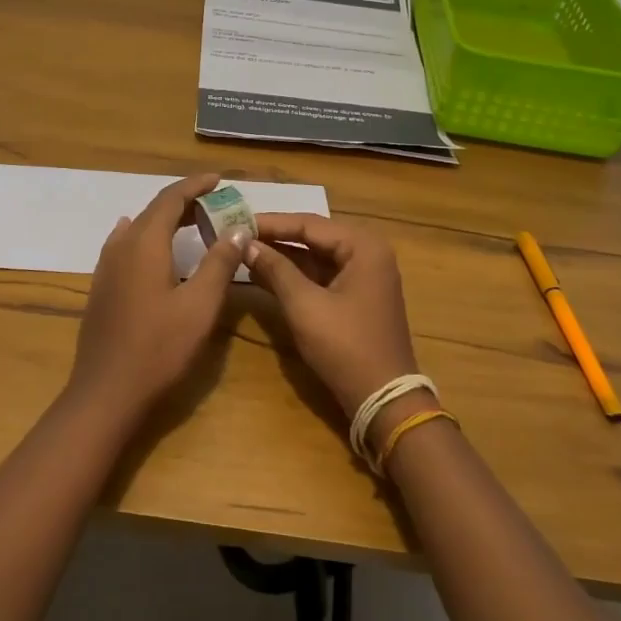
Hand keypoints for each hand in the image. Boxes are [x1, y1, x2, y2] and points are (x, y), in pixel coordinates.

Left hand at [69, 173, 247, 419]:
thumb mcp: (200, 305)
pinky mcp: (101, 287)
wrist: (106, 391)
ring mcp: (106, 267)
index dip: (195, 185)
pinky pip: (125, 245)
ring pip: (138, 228)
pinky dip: (146, 236)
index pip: (171, 198)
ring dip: (165, 220)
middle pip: (153, 211)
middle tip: (215, 205)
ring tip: (191, 224)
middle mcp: (121, 246)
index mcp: (145, 243)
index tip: (219, 180)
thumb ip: (219, 263)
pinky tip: (147, 245)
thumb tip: (236, 229)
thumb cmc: (159, 348)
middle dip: (184, 202)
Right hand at [244, 214, 419, 419]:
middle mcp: (368, 253)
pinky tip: (264, 275)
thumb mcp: (304, 305)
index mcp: (363, 246)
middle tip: (238, 234)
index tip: (237, 220)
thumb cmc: (345, 346)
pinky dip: (295, 276)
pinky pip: (322, 277)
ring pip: (316, 258)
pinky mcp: (357, 297)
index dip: (271, 223)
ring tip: (244, 252)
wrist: (383, 400)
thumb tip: (246, 244)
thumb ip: (275, 270)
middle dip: (276, 238)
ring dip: (283, 257)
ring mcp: (365, 276)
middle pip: (314, 237)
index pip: (309, 223)